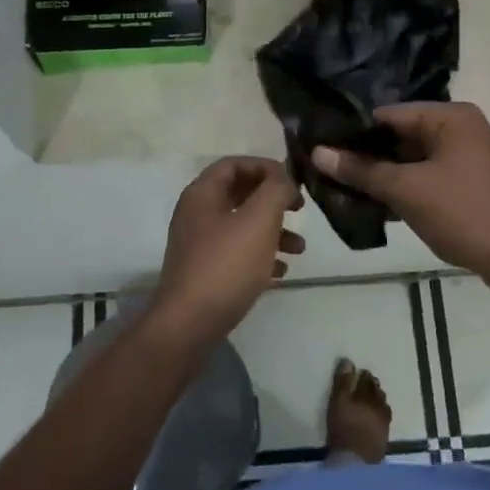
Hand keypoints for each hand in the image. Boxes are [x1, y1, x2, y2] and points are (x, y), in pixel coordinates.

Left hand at [153, 157, 304, 341]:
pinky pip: (237, 254)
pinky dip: (260, 256)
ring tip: (300, 248)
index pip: (234, 164)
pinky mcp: (204, 273)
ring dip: (273, 231)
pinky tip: (281, 272)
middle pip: (239, 194)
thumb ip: (275, 190)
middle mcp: (196, 214)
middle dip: (272, 200)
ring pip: (241, 226)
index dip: (265, 167)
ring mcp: (199, 245)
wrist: (190, 324)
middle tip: (299, 210)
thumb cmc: (226, 265)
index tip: (293, 181)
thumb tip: (284, 179)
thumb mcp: (259, 219)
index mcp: (202, 194)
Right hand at [311, 103, 489, 284]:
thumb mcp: (407, 190)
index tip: (318, 148)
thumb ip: (361, 170)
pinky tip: (371, 206)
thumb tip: (318, 152)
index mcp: (450, 117)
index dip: (352, 132)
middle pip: (399, 136)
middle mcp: (460, 129)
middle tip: (323, 171)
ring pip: (411, 160)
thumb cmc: (465, 213)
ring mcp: (466, 158)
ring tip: (339, 189)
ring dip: (381, 176)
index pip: (387, 114)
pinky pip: (425, 178)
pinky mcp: (467, 185)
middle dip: (365, 156)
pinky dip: (402, 189)